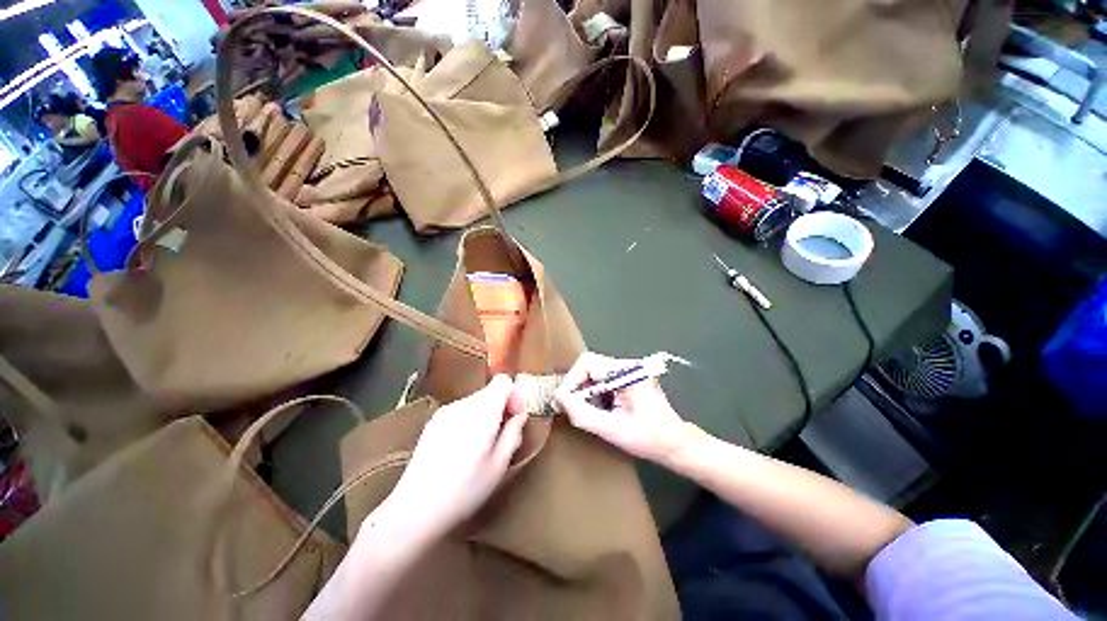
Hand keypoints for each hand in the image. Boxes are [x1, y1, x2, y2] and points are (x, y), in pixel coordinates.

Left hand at [382, 375, 527, 540]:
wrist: (414, 509)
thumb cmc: (465, 490)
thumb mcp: (499, 465)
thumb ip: (513, 433)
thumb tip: (520, 415)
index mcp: (482, 411)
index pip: (503, 381)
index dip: (514, 395)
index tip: (517, 416)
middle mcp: (463, 404)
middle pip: (490, 391)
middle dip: (502, 407)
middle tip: (504, 435)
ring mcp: (445, 411)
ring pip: (476, 401)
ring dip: (486, 415)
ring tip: (483, 446)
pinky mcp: (433, 422)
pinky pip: (460, 411)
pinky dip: (469, 421)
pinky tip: (463, 449)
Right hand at [556, 352, 690, 465]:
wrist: (675, 443)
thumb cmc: (649, 439)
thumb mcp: (614, 430)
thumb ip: (583, 414)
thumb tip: (558, 398)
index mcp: (629, 373)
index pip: (588, 363)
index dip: (571, 380)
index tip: (563, 401)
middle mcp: (628, 365)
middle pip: (589, 365)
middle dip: (577, 386)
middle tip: (571, 408)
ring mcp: (628, 370)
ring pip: (593, 372)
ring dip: (584, 391)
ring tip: (587, 411)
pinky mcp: (627, 377)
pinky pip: (601, 379)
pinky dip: (593, 393)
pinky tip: (599, 409)